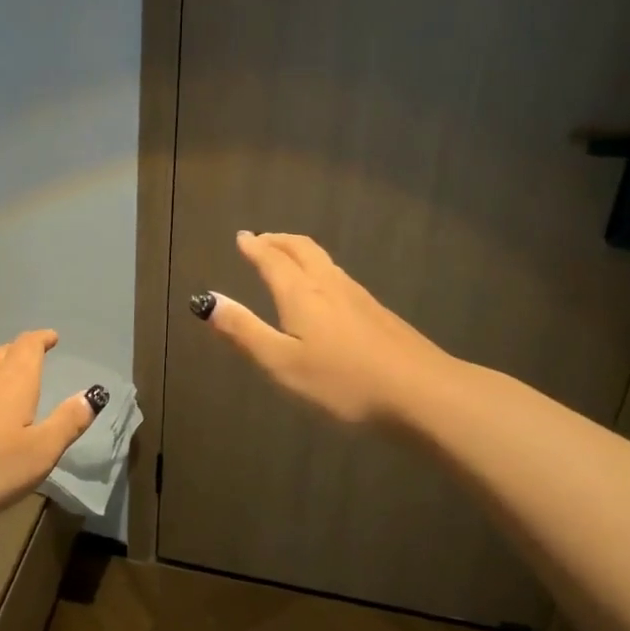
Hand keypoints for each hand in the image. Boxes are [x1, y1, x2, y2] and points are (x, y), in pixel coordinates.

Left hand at [0, 329, 101, 519]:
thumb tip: (92, 395)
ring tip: (5, 383)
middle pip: (4, 354)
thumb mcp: (37, 453)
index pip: (30, 346)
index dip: (41, 339)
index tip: (51, 337)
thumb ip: (66, 424)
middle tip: (32, 357)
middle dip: (20, 353)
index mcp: (15, 380)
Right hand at [194, 232, 453, 425]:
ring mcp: (359, 297)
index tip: (242, 237)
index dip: (255, 247)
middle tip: (262, 240)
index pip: (272, 260)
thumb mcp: (282, 363)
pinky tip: (326, 291)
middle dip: (279, 241)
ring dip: (300, 252)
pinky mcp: (378, 313)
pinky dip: (320, 270)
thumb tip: (207, 300)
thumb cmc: (343, 381)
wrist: (421, 393)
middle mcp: (329, 285)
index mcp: (301, 294)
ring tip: (287, 258)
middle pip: (302, 249)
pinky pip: (340, 277)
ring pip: (324, 261)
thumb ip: (244, 331)